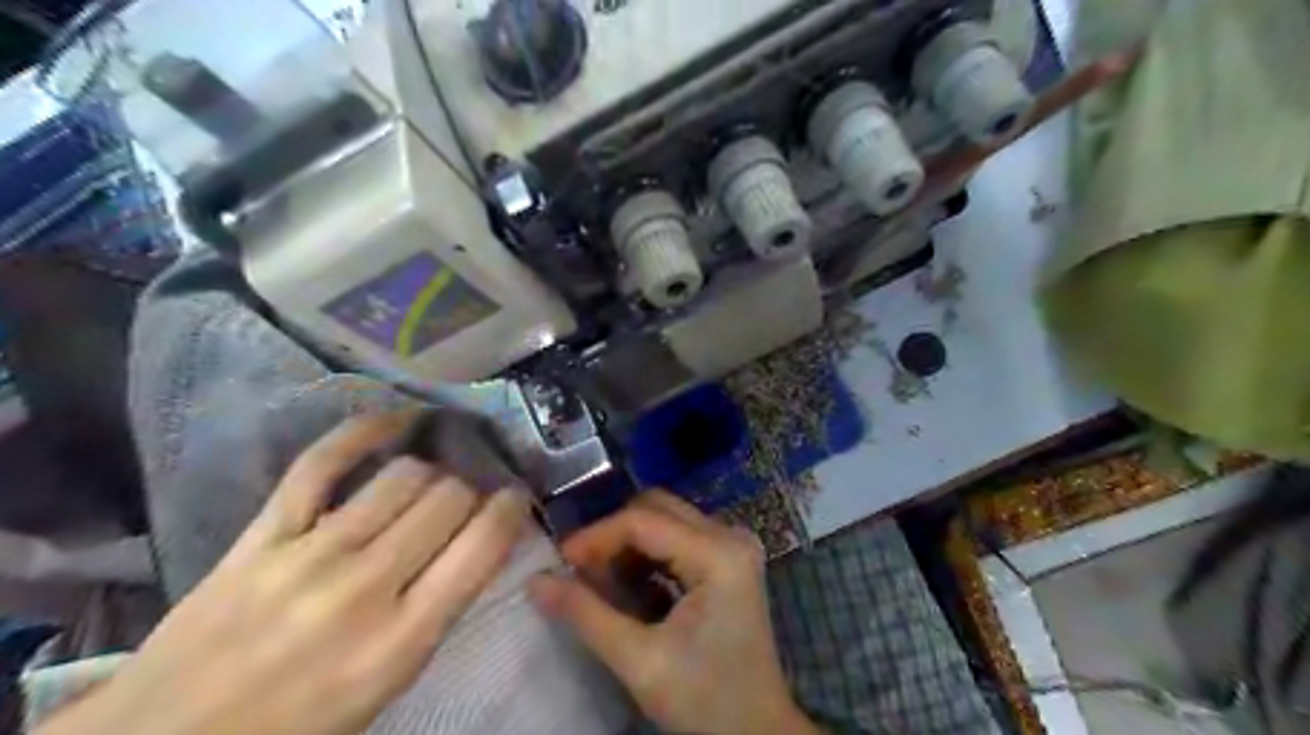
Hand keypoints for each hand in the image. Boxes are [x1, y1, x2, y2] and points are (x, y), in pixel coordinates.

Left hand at [41, 415, 530, 733]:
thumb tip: (474, 545)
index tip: (515, 497)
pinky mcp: (263, 535)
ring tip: (435, 476)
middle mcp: (364, 587)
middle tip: (472, 494)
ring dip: (432, 470)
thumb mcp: (388, 687)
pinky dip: (364, 432)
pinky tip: (395, 420)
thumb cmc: (297, 726)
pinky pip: (322, 464)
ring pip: (402, 476)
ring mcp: (309, 554)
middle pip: (448, 499)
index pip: (482, 547)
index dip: (511, 509)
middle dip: (472, 489)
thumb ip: (436, 614)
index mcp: (401, 640)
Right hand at [530, 490, 814, 734]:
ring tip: (598, 583)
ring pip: (664, 518)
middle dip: (611, 536)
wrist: (757, 731)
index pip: (642, 521)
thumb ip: (586, 615)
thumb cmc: (705, 701)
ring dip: (626, 545)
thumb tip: (536, 581)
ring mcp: (732, 544)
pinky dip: (646, 555)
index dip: (595, 537)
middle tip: (579, 573)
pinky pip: (676, 537)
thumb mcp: (640, 662)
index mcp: (718, 554)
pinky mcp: (727, 558)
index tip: (558, 564)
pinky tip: (628, 586)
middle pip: (655, 508)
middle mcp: (729, 535)